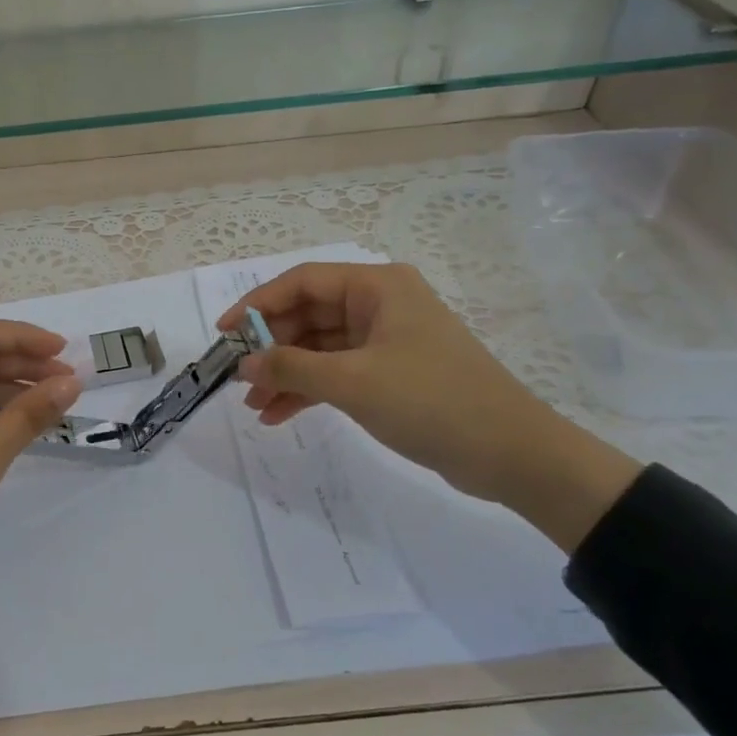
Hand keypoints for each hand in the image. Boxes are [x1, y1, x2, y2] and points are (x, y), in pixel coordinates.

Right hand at [219, 262, 639, 550]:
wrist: (512, 453)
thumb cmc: (431, 401)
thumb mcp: (353, 382)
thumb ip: (291, 368)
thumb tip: (243, 363)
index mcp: (377, 287)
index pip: (302, 282)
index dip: (257, 304)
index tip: (224, 334)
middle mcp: (380, 305)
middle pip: (308, 315)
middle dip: (270, 347)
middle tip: (236, 377)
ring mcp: (386, 340)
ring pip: (319, 348)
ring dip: (285, 374)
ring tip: (253, 406)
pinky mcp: (390, 373)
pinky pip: (336, 372)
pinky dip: (308, 391)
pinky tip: (279, 415)